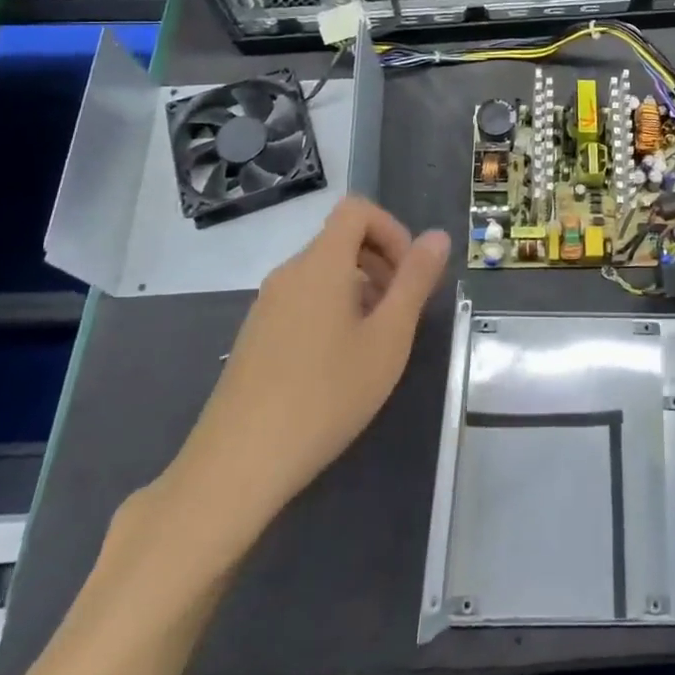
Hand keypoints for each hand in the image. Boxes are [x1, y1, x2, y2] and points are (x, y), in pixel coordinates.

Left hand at [155, 196, 450, 569]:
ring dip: (360, 289)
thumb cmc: (325, 396)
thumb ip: (415, 281)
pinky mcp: (255, 336)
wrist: (237, 465)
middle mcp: (289, 273)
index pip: (357, 210)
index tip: (409, 275)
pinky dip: (333, 310)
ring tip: (376, 343)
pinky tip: (340, 364)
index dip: (392, 230)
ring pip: (323, 273)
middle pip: (341, 239)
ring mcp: (266, 305)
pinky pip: (303, 300)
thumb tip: (437, 236)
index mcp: (320, 264)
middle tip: (402, 312)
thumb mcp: (388, 338)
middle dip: (382, 261)